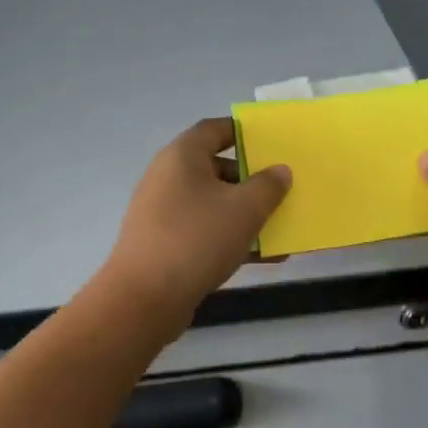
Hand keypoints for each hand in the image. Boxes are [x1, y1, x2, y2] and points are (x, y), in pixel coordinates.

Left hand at [105, 118, 291, 323]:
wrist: (146, 297)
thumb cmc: (197, 238)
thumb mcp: (245, 209)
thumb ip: (269, 185)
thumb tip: (279, 171)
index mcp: (182, 156)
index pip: (213, 130)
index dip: (243, 132)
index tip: (271, 143)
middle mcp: (168, 178)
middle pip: (215, 169)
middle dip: (251, 180)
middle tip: (282, 190)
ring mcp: (164, 213)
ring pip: (213, 205)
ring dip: (246, 214)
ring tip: (281, 227)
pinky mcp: (165, 245)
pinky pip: (205, 232)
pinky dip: (232, 239)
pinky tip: (264, 257)